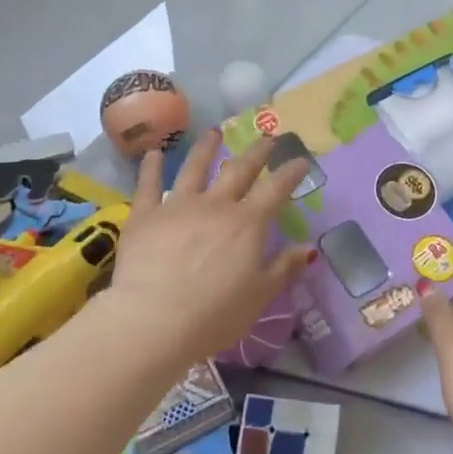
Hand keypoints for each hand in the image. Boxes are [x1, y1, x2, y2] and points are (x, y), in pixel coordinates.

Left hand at [109, 130, 314, 360]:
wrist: (154, 321)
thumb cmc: (215, 316)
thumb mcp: (259, 296)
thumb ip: (284, 268)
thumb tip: (308, 249)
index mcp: (247, 224)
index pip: (276, 190)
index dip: (291, 173)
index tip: (300, 159)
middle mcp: (215, 206)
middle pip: (239, 171)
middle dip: (256, 153)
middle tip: (267, 138)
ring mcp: (177, 207)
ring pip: (194, 169)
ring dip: (206, 149)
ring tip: (214, 132)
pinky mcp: (145, 216)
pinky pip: (149, 185)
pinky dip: (152, 167)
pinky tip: (154, 153)